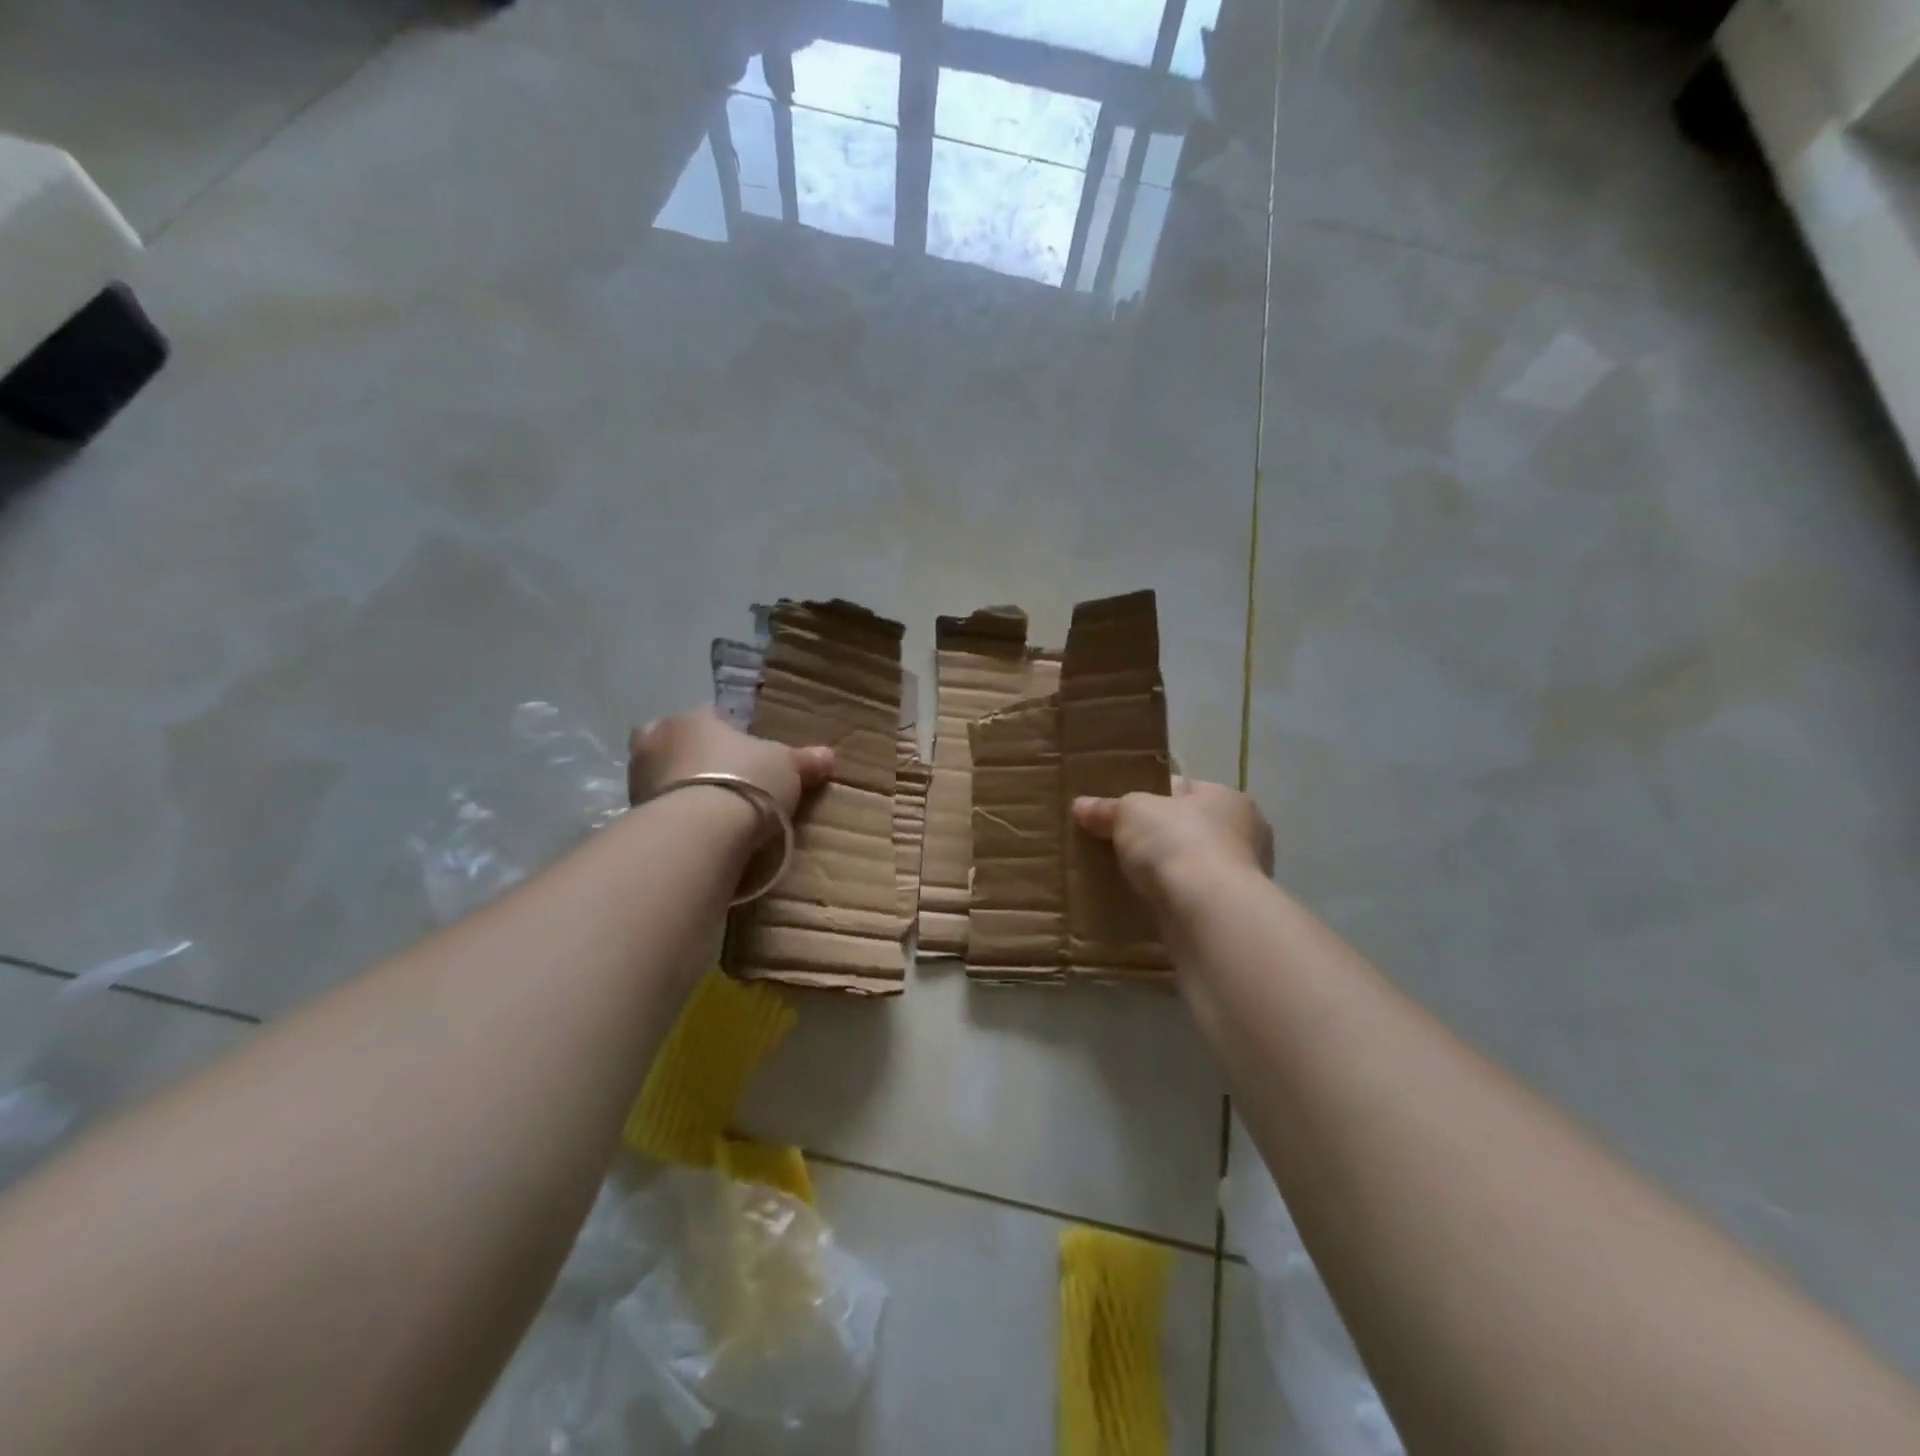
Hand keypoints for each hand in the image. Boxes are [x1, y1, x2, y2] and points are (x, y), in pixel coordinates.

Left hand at [628, 707, 835, 822]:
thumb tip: (829, 755)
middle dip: (688, 752)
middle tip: (716, 775)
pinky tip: (692, 829)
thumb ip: (804, 761)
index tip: (742, 748)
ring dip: (676, 784)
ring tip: (705, 807)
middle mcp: (658, 739)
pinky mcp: (632, 814)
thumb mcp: (787, 768)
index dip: (725, 729)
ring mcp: (638, 777)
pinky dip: (670, 814)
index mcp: (694, 718)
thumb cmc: (746, 781)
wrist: (699, 832)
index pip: (708, 714)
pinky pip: (656, 807)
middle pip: (671, 739)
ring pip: (658, 772)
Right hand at [1072, 779, 1273, 902]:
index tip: (1120, 812)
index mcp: (1227, 798)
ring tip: (1126, 877)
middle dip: (1156, 837)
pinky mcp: (1231, 914)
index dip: (1149, 796)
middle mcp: (1244, 835)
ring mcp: (1242, 878)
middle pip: (1187, 828)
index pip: (1183, 789)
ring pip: (1190, 866)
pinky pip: (1192, 898)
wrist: (1207, 913)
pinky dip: (1172, 900)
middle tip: (1117, 845)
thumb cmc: (1176, 843)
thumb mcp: (1130, 813)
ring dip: (1165, 872)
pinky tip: (1144, 903)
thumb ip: (1106, 809)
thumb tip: (1080, 806)